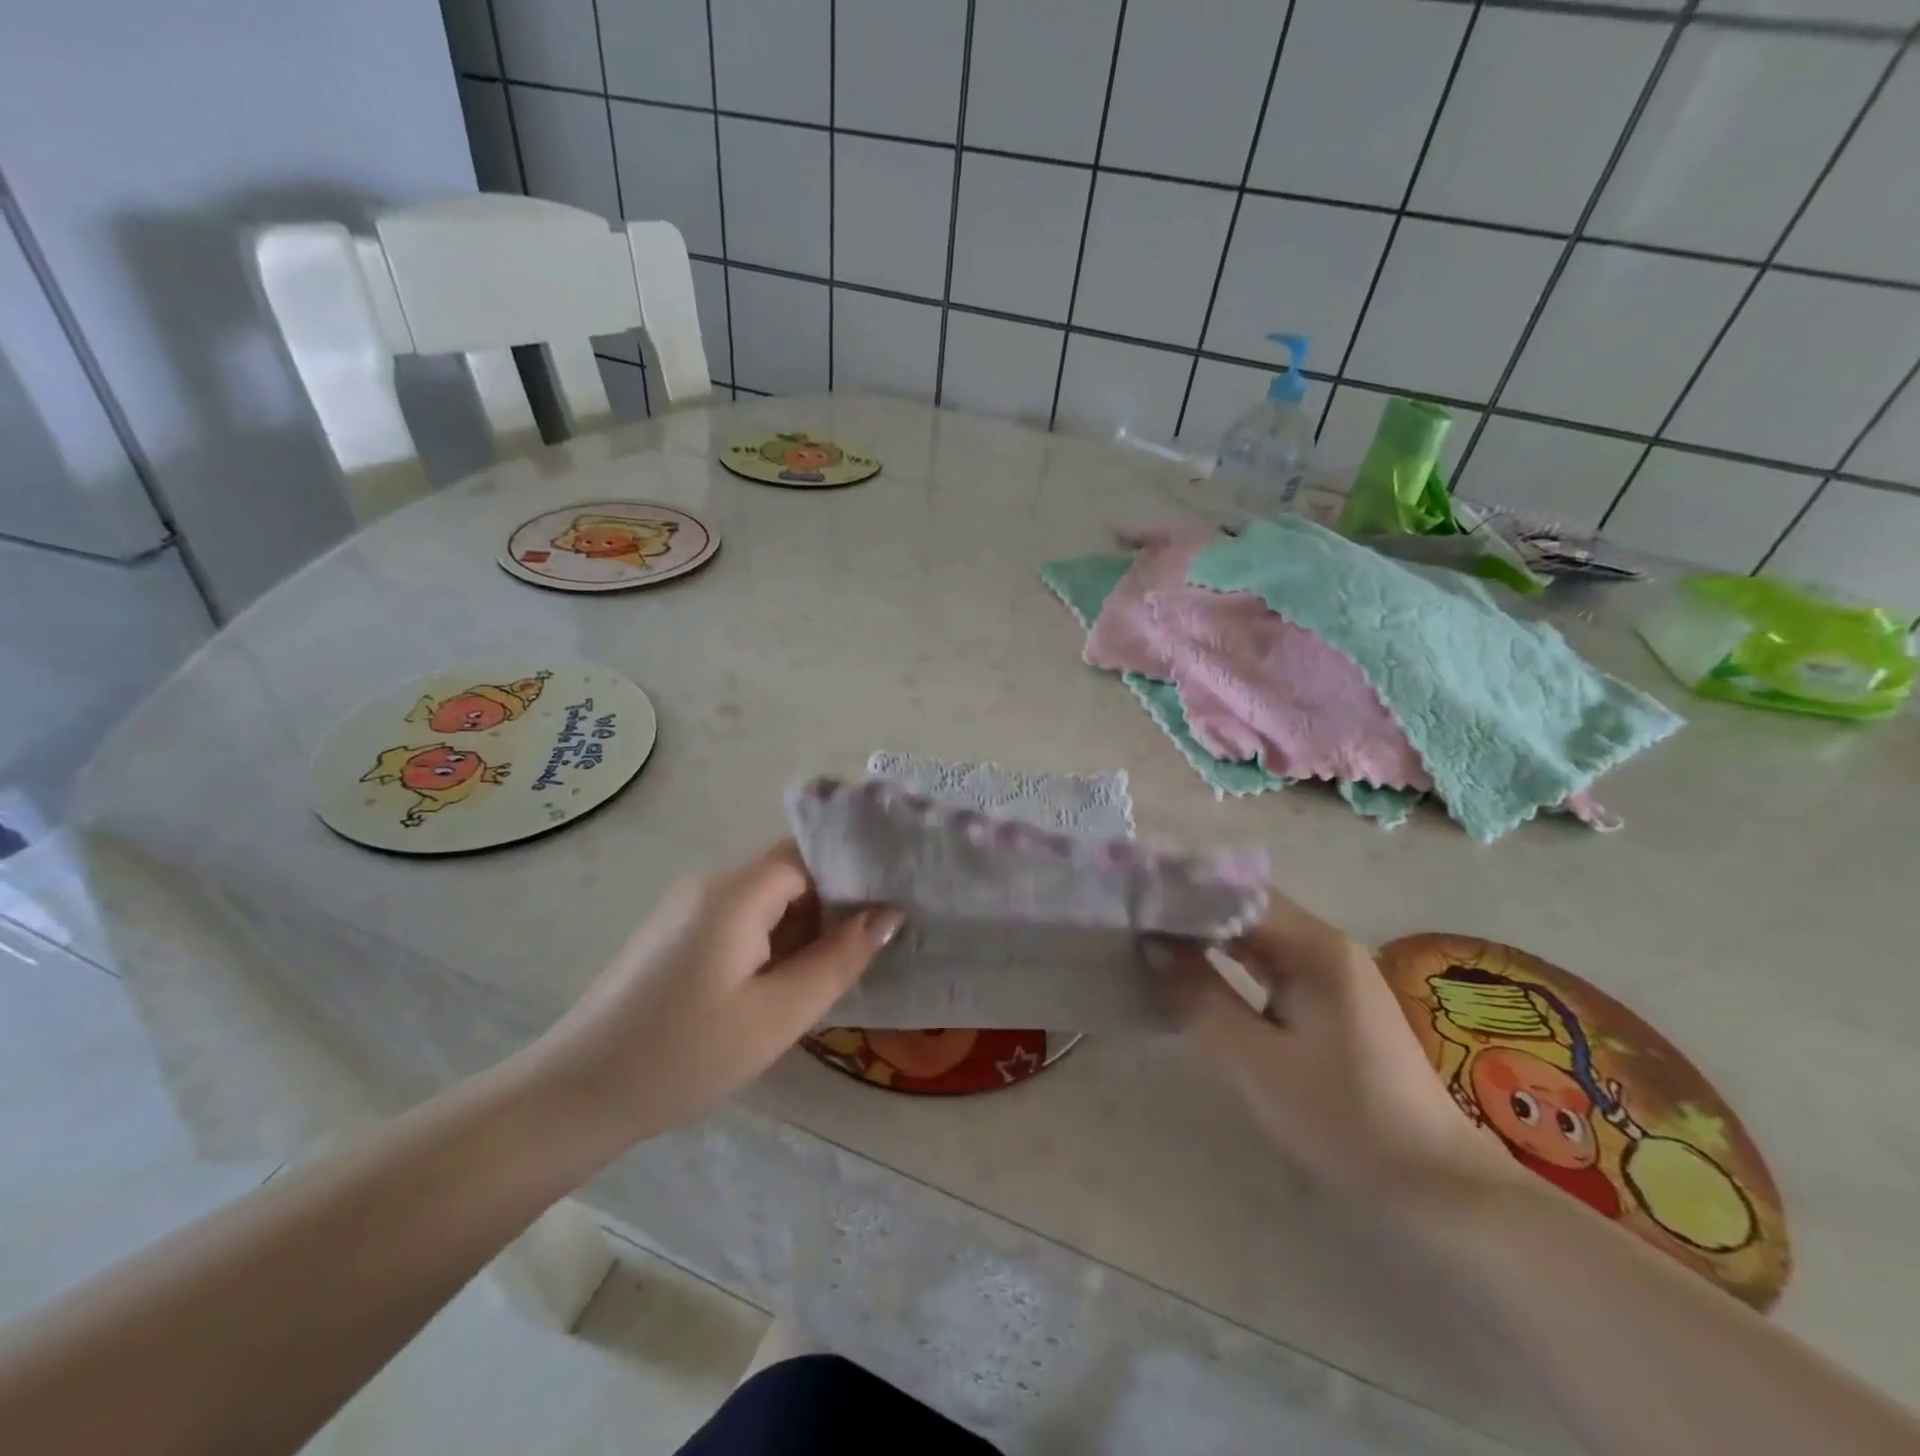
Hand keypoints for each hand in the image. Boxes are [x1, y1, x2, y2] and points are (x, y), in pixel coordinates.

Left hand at [514, 841, 902, 1154]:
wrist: (574, 1096)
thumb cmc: (684, 1055)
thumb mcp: (778, 1014)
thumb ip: (838, 959)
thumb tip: (888, 914)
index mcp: (735, 892)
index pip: (810, 856)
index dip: (852, 877)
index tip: (888, 910)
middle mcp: (710, 885)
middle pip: (789, 875)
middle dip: (831, 908)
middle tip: (866, 952)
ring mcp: (686, 909)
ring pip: (766, 901)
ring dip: (800, 930)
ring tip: (830, 974)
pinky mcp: (674, 935)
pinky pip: (739, 921)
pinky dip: (770, 943)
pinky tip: (780, 986)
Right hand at [1162, 888, 1516, 1202]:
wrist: (1434, 1184)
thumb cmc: (1342, 1118)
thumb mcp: (1255, 1060)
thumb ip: (1200, 996)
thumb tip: (1154, 945)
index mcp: (1314, 947)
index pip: (1236, 892)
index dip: (1184, 890)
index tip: (1134, 895)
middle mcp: (1325, 945)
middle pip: (1246, 906)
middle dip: (1190, 907)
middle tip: (1133, 913)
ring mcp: (1331, 972)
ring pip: (1256, 933)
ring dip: (1207, 932)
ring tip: (1151, 932)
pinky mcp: (1331, 1000)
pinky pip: (1269, 961)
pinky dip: (1230, 958)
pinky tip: (1197, 966)